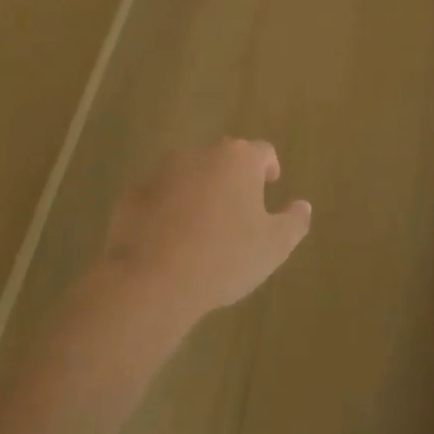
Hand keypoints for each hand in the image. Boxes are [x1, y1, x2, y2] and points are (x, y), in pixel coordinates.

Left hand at [100, 138, 312, 327]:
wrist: (151, 280)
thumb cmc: (224, 257)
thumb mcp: (274, 246)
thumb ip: (294, 221)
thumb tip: (302, 206)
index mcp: (238, 160)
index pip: (262, 152)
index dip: (269, 169)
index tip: (269, 188)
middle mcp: (200, 155)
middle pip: (223, 160)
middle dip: (232, 180)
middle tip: (238, 212)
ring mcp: (161, 172)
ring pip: (188, 176)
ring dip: (198, 193)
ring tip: (202, 229)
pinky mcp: (131, 195)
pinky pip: (158, 197)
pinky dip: (166, 211)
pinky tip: (169, 242)